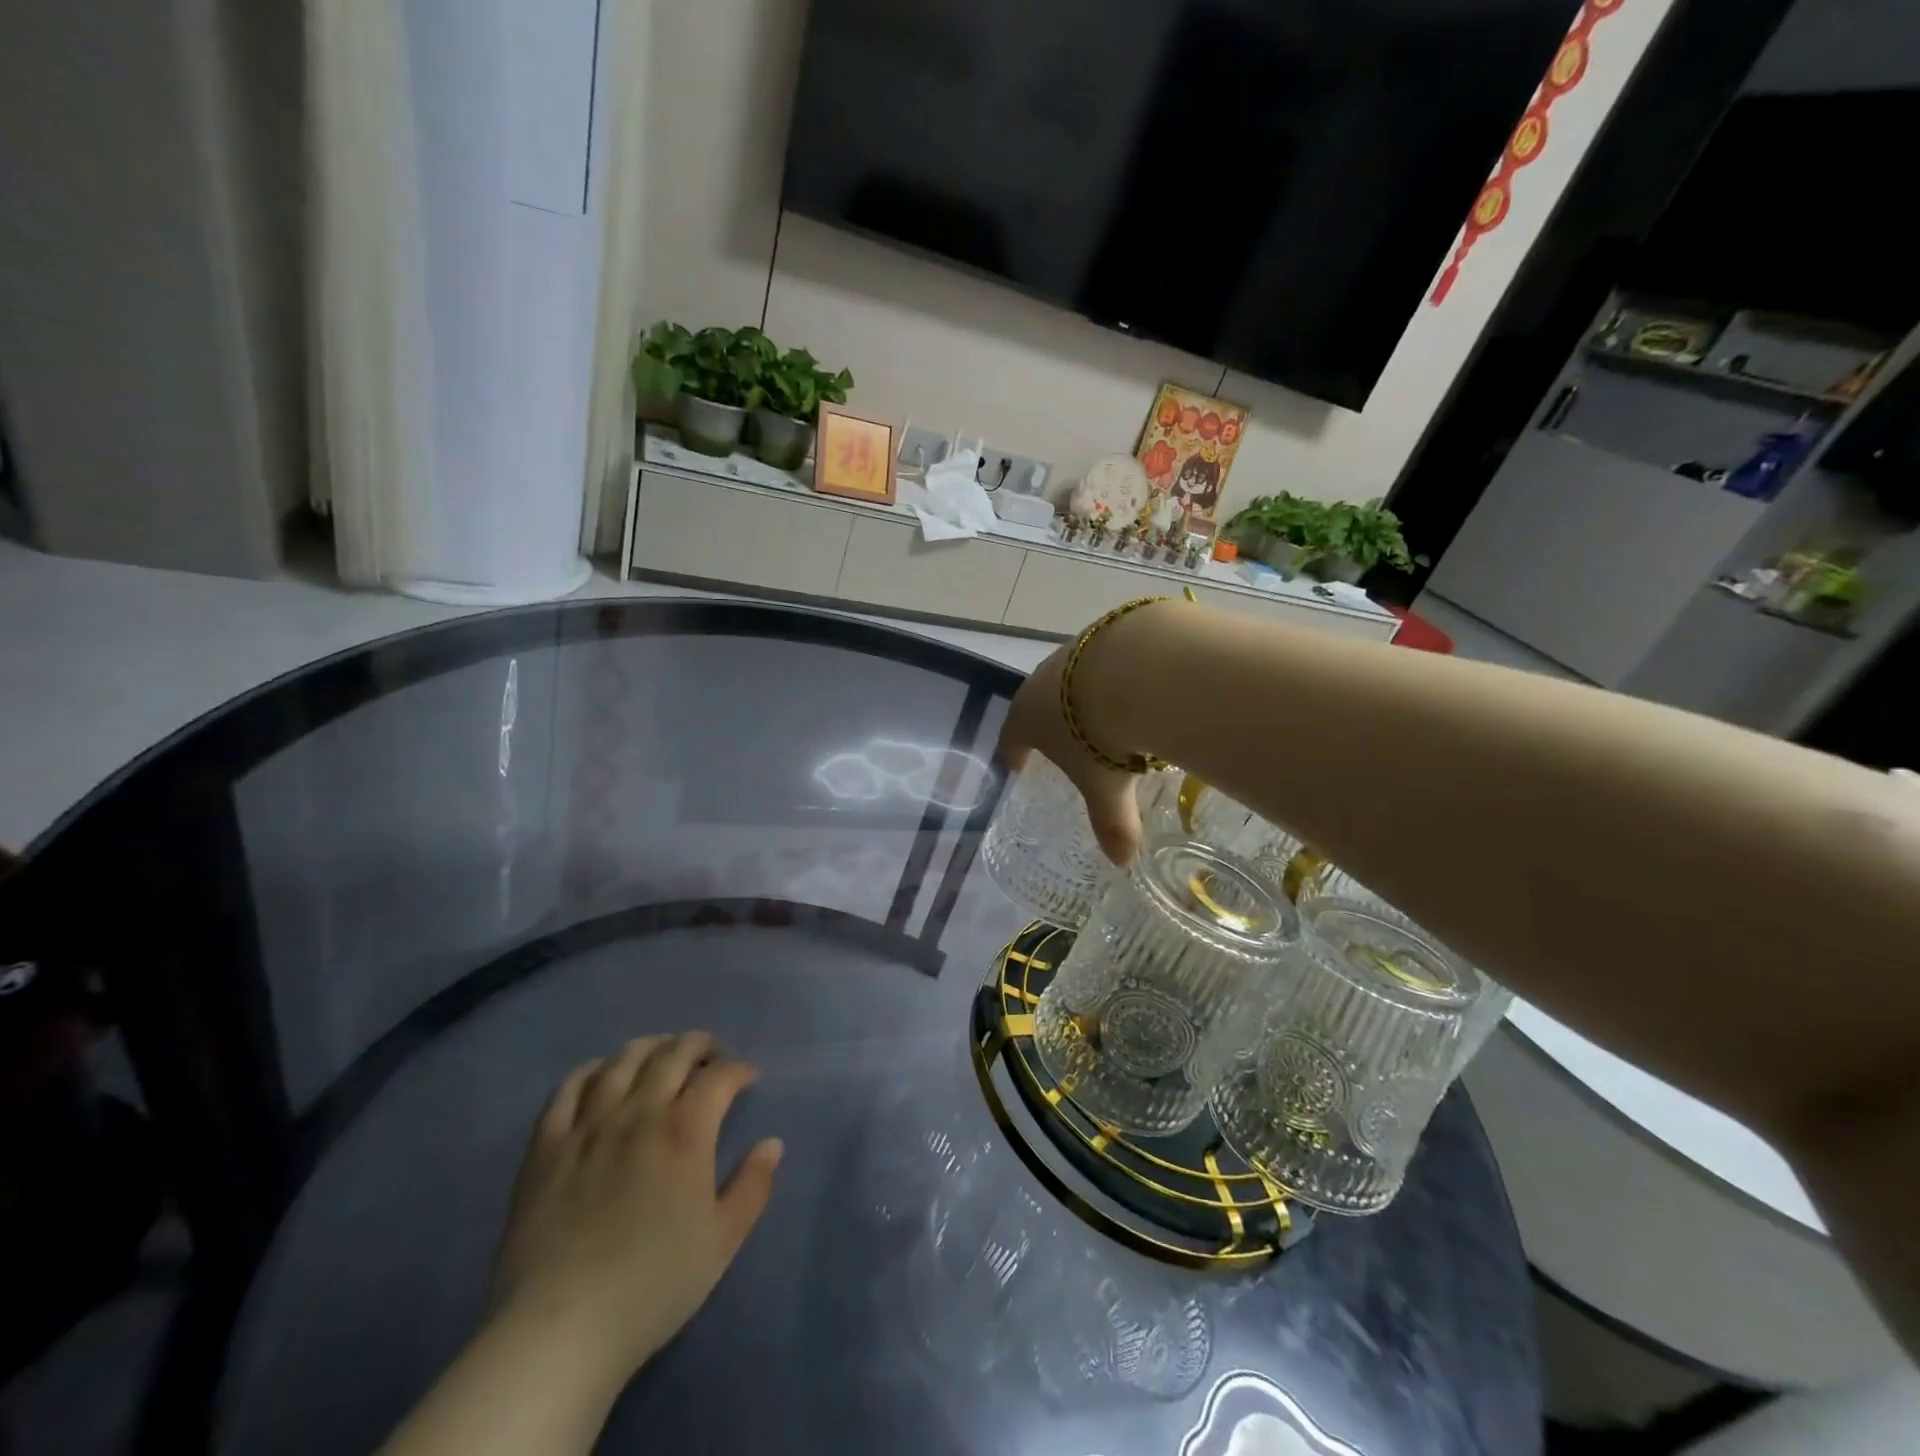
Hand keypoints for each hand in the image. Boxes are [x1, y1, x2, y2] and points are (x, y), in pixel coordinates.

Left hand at [489, 1033, 781, 1390]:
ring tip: (662, 1055)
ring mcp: (589, 1125)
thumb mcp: (722, 1241)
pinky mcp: (547, 1145)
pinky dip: (591, 1070)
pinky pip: (568, 1088)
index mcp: (686, 1131)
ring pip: (623, 1060)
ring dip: (651, 1048)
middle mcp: (640, 1112)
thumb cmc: (653, 1286)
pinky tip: (601, 1074)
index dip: (738, 1070)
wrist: (560, 1330)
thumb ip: (753, 1185)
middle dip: (699, 1045)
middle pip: (673, 1053)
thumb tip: (772, 1143)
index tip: (746, 1079)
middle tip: (710, 1056)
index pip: (720, 1076)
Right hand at [996, 639, 1144, 864]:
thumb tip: (1122, 861)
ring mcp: (1074, 651)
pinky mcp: (1107, 631)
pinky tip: (1138, 685)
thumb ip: (1112, 824)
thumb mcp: (1104, 787)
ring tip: (1105, 712)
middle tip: (1065, 741)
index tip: (1018, 765)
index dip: (1015, 753)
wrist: (1137, 668)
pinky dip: (1116, 674)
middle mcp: (1043, 681)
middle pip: (1039, 704)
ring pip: (1073, 678)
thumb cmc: (1102, 736)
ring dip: (1083, 695)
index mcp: (1028, 718)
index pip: (1012, 738)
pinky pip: (1106, 658)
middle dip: (1050, 722)